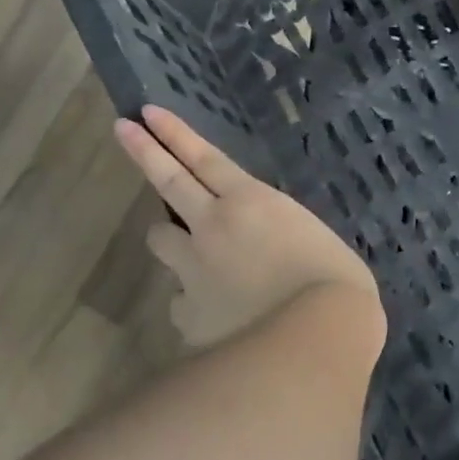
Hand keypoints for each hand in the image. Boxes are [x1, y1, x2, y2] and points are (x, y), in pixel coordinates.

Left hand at [114, 105, 384, 353]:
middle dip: (144, 153)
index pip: (205, 158)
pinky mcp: (187, 315)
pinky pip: (181, 302)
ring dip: (172, 240)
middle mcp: (212, 228)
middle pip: (169, 182)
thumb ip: (287, 240)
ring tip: (188, 252)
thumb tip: (275, 255)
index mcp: (252, 203)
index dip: (174, 134)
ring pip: (161, 243)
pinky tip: (217, 320)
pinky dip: (194, 304)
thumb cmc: (337, 287)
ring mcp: (193, 272)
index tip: (145, 114)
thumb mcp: (319, 247)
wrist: (310, 345)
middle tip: (122, 130)